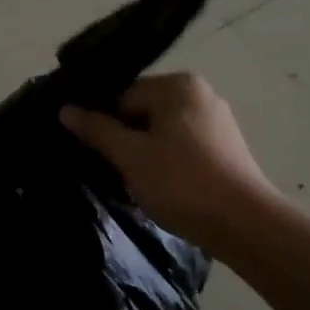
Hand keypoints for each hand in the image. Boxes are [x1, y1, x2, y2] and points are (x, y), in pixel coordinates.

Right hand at [61, 73, 274, 250]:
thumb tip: (65, 109)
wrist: (244, 224)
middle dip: (125, 139)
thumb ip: (97, 130)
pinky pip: (182, 145)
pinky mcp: (226, 147)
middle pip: (143, 111)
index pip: (122, 95)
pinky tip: (161, 187)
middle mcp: (200, 93)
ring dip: (144, 153)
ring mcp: (216, 120)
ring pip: (162, 130)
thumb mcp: (130, 156)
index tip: (94, 153)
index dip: (103, 124)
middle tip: (113, 170)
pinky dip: (167, 161)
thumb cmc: (181, 183)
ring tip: (135, 182)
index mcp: (177, 85)